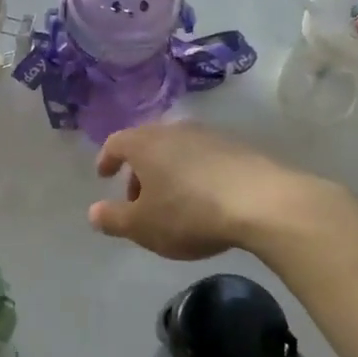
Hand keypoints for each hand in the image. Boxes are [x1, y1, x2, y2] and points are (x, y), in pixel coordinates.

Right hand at [88, 122, 326, 260]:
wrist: (264, 203)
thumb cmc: (189, 213)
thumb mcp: (143, 226)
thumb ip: (113, 219)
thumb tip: (93, 212)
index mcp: (145, 144)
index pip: (116, 142)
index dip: (107, 159)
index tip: (104, 175)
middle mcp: (175, 130)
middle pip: (148, 144)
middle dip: (139, 170)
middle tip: (138, 199)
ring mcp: (210, 135)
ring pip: (178, 150)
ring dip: (168, 172)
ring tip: (172, 202)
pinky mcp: (240, 147)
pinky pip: (205, 158)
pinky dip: (195, 174)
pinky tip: (205, 199)